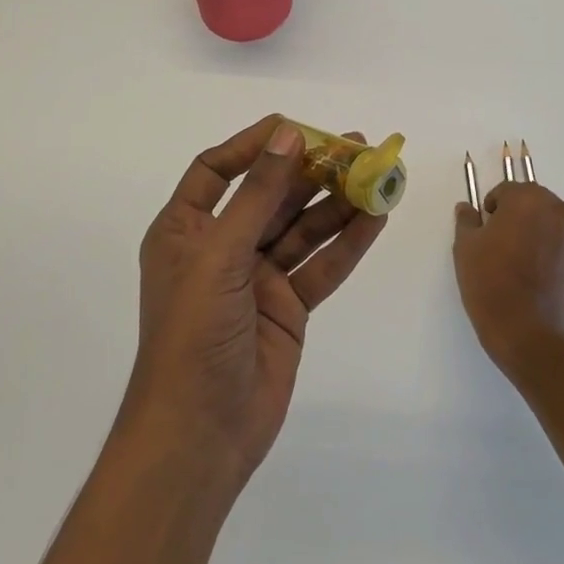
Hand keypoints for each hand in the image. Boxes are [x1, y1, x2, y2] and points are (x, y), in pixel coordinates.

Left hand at [122, 115, 389, 488]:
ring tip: (378, 175)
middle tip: (357, 146)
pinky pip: (321, 265)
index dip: (253, 146)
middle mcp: (221, 248)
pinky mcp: (287, 307)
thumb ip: (257, 195)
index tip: (294, 128)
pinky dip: (348, 243)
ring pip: (303, 228)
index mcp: (186, 230)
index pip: (217, 171)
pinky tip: (376, 218)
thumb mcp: (220, 255)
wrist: (200, 435)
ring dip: (338, 203)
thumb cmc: (193, 334)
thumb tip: (288, 137)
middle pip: (271, 196)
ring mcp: (257, 278)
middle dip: (311, 171)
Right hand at [453, 181, 563, 378]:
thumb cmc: (490, 280)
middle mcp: (555, 209)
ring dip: (531, 229)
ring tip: (512, 256)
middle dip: (514, 214)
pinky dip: (544, 247)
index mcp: (527, 198)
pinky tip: (528, 270)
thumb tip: (466, 208)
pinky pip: (556, 241)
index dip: (491, 208)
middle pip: (530, 201)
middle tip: (495, 240)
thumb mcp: (466, 247)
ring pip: (546, 220)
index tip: (482, 228)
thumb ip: (467, 220)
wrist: (526, 331)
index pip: (506, 191)